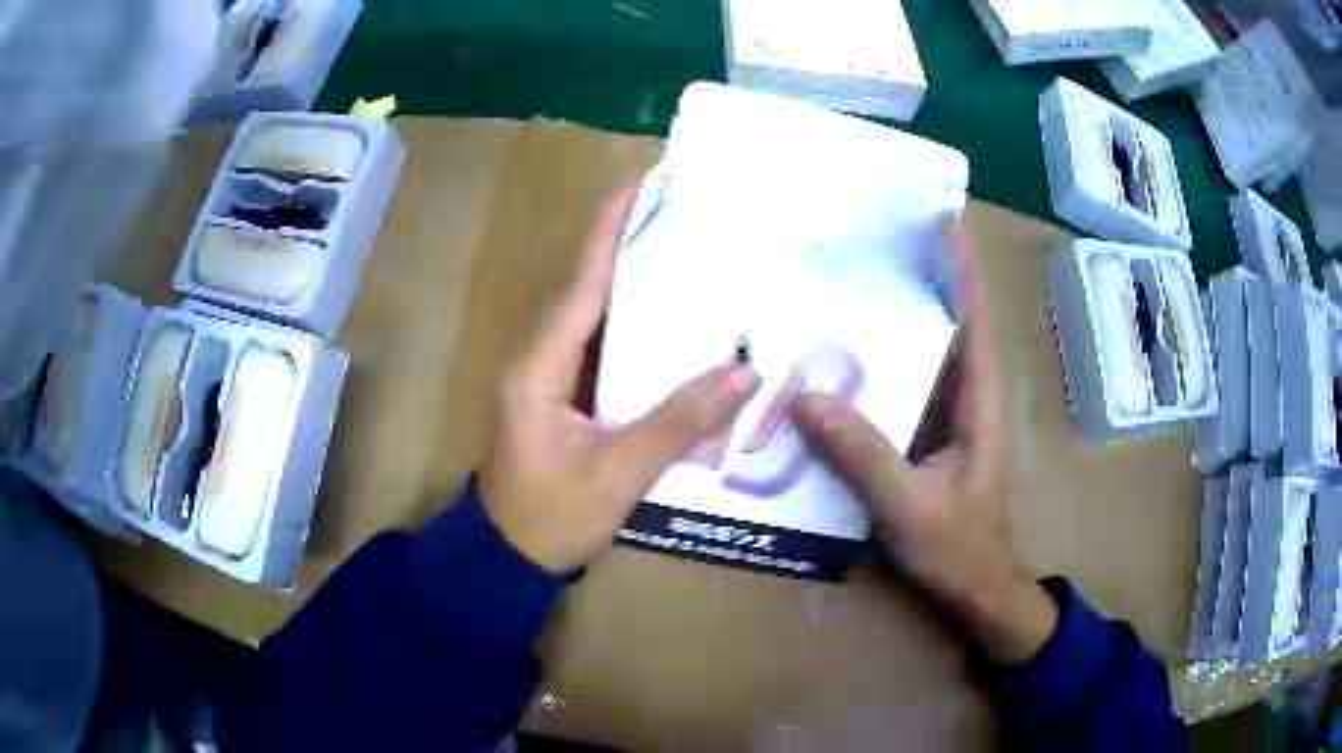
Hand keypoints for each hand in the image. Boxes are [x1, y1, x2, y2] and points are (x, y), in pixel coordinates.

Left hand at [480, 191, 759, 573]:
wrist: (508, 556)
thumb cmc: (552, 518)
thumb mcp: (617, 476)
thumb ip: (677, 424)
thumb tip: (742, 375)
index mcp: (538, 368)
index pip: (580, 285)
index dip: (608, 233)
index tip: (637, 187)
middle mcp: (537, 359)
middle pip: (584, 288)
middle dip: (624, 245)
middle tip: (674, 212)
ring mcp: (545, 376)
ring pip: (590, 315)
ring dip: (628, 281)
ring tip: (678, 249)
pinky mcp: (558, 395)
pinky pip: (595, 345)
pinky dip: (629, 325)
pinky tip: (666, 319)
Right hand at [793, 225, 1056, 664]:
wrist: (978, 588)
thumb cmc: (957, 548)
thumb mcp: (908, 507)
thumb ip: (863, 456)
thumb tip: (807, 400)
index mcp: (979, 402)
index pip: (975, 320)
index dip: (963, 268)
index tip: (947, 218)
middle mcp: (971, 397)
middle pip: (957, 321)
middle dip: (933, 273)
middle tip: (892, 232)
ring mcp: (954, 416)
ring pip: (936, 349)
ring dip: (913, 309)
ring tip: (869, 272)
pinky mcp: (935, 435)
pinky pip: (915, 381)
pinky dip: (893, 355)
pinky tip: (854, 350)